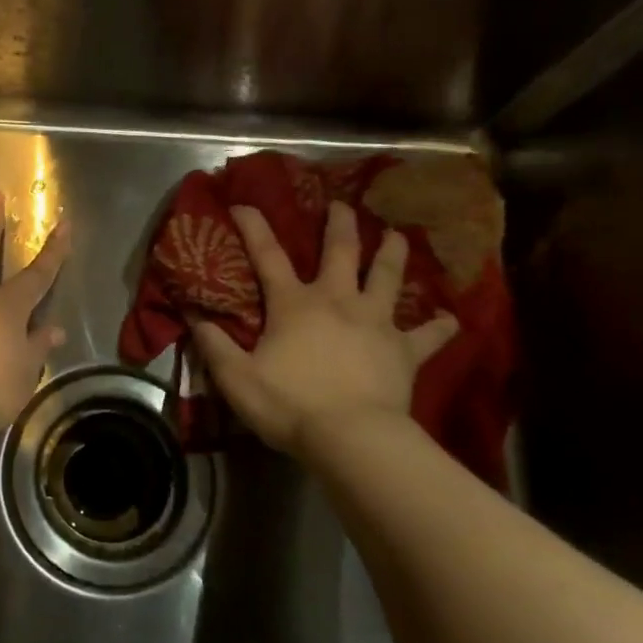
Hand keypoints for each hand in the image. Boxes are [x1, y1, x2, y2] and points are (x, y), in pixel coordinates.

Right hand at [190, 201, 457, 457]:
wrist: (352, 437)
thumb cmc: (289, 404)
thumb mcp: (236, 377)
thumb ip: (213, 344)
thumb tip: (191, 313)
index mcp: (294, 303)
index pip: (268, 255)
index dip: (254, 227)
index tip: (243, 204)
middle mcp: (337, 300)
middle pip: (341, 251)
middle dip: (340, 224)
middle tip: (342, 205)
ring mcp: (375, 322)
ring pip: (387, 277)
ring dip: (392, 253)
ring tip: (397, 235)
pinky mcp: (404, 351)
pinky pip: (427, 335)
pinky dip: (438, 326)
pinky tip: (450, 319)